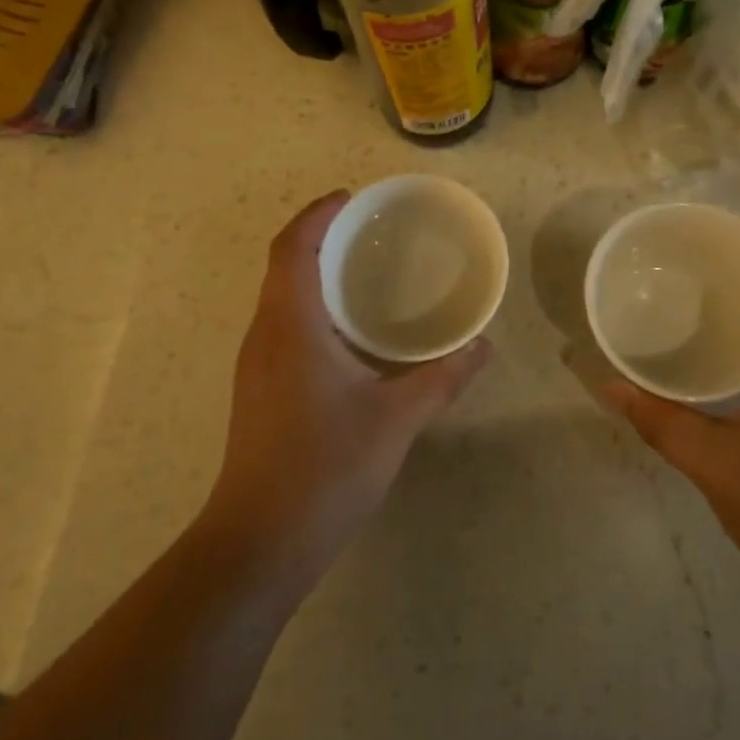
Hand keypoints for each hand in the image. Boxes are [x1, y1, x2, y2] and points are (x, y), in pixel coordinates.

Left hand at [206, 192, 490, 569]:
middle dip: (319, 237)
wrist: (260, 540)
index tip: (350, 198)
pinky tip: (349, 332)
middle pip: (283, 265)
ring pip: (281, 297)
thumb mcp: (396, 418)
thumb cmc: (326, 467)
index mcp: (291, 325)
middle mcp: (264, 334)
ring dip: (313, 273)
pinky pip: (283, 326)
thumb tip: (483, 348)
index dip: (317, 214)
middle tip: (367, 231)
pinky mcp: (258, 389)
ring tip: (362, 271)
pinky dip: (311, 307)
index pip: (293, 247)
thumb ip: (442, 378)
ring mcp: (255, 364)